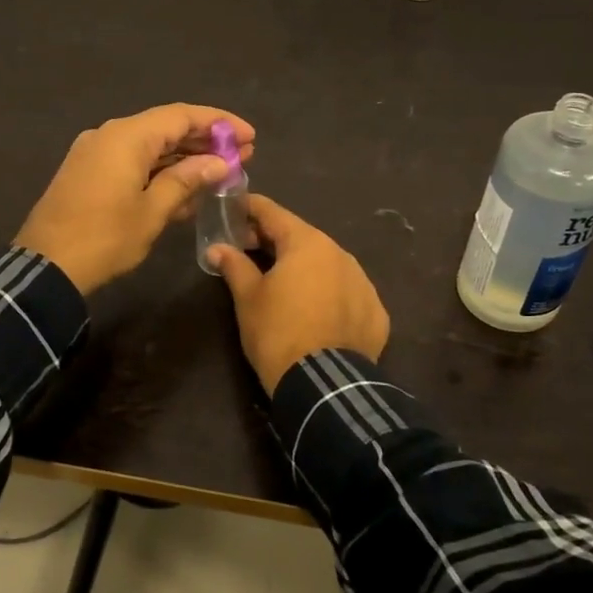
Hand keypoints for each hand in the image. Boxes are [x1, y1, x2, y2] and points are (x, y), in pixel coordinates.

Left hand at [16, 104, 256, 293]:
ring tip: (221, 173)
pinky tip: (186, 190)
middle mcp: (110, 135)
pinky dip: (160, 172)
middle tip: (243, 155)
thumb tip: (219, 163)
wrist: (46, 268)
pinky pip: (132, 163)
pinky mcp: (88, 173)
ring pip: (150, 147)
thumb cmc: (105, 238)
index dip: (219, 123)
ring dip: (185, 158)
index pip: (182, 116)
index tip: (249, 136)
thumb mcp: (153, 211)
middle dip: (205, 141)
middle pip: (166, 128)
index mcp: (127, 136)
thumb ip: (187, 180)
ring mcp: (96, 153)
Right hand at [208, 195, 389, 394]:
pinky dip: (328, 293)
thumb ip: (234, 265)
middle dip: (274, 240)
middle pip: (302, 238)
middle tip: (248, 248)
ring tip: (283, 283)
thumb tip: (217, 248)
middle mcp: (340, 254)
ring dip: (304, 267)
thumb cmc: (277, 333)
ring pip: (327, 264)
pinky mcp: (376, 311)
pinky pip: (346, 292)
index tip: (235, 207)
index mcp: (307, 243)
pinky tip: (314, 310)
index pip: (274, 213)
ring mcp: (363, 282)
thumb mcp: (248, 298)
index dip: (251, 208)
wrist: (324, 386)